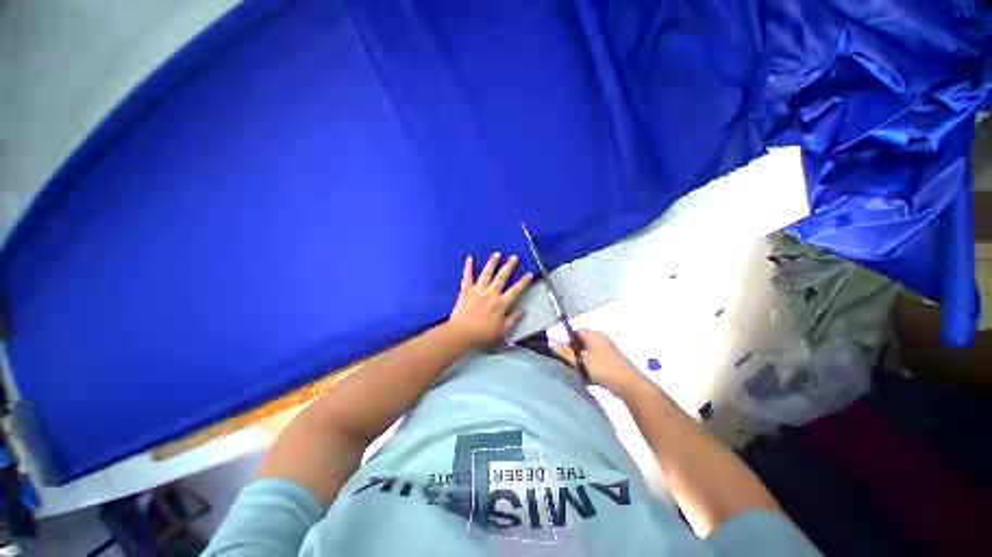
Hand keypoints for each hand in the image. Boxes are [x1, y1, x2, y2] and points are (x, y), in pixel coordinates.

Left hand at [447, 253, 532, 347]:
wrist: (461, 333)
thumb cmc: (482, 334)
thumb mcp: (502, 330)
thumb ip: (513, 319)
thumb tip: (524, 311)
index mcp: (501, 303)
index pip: (515, 290)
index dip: (523, 282)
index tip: (529, 273)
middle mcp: (491, 293)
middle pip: (502, 277)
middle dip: (509, 266)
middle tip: (514, 257)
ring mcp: (477, 290)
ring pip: (486, 273)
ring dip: (492, 263)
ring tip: (497, 254)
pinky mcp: (466, 290)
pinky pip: (467, 276)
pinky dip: (468, 267)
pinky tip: (469, 258)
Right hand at [551, 330, 645, 395]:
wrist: (628, 385)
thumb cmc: (602, 368)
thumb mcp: (580, 360)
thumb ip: (564, 352)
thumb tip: (550, 343)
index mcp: (593, 334)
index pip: (574, 332)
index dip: (567, 342)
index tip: (563, 354)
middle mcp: (600, 339)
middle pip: (580, 343)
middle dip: (574, 353)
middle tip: (570, 364)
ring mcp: (607, 350)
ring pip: (587, 354)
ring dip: (582, 362)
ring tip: (580, 372)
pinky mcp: (611, 362)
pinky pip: (595, 362)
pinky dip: (590, 368)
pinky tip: (589, 378)